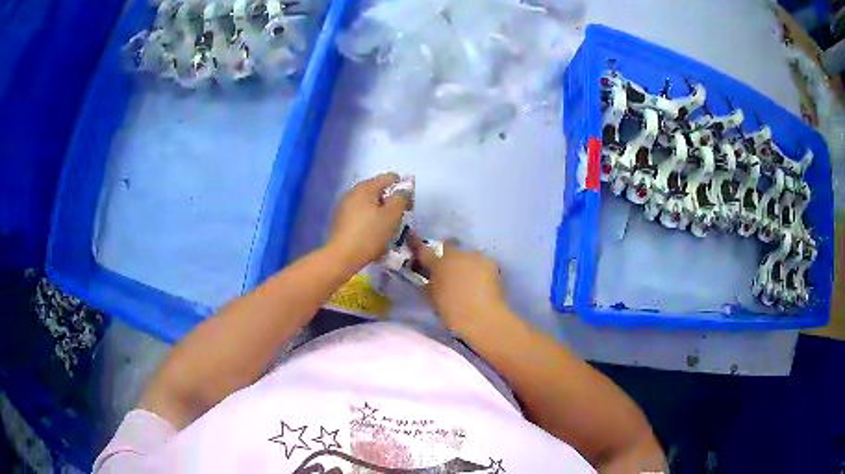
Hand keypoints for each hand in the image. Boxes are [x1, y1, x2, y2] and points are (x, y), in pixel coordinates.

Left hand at [328, 173, 410, 270]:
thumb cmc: (370, 235)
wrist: (341, 257)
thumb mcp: (392, 216)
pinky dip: (368, 221)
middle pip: (378, 191)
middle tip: (398, 220)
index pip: (390, 177)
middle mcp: (353, 192)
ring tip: (385, 230)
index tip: (407, 207)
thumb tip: (404, 189)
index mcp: (365, 187)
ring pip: (368, 204)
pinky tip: (371, 236)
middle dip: (390, 203)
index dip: (403, 189)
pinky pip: (359, 215)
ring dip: (379, 213)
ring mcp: (343, 206)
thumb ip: (401, 198)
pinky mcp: (339, 220)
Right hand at [412, 238, 513, 338]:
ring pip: (468, 255)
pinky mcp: (491, 262)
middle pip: (449, 247)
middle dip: (448, 257)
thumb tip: (433, 277)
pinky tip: (483, 282)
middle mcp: (456, 254)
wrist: (482, 317)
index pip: (424, 250)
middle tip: (451, 271)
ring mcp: (475, 256)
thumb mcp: (434, 298)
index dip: (421, 249)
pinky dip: (481, 269)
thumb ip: (431, 283)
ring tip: (470, 279)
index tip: (420, 250)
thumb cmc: (453, 312)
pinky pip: (482, 262)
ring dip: (466, 263)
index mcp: (438, 264)